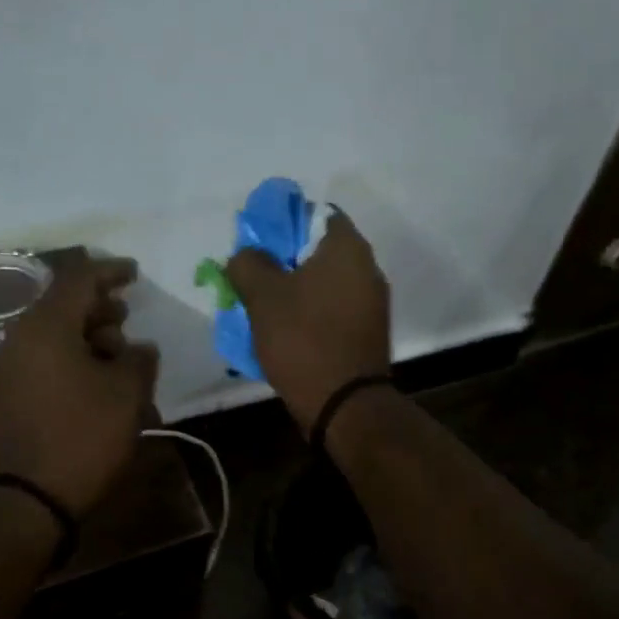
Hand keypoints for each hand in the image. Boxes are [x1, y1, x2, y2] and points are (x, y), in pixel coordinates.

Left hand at [0, 257, 158, 515]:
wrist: (26, 498)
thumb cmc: (82, 437)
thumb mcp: (127, 395)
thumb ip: (139, 359)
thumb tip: (138, 348)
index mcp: (47, 326)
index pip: (80, 279)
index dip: (111, 271)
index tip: (134, 273)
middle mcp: (20, 337)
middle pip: (62, 305)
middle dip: (99, 309)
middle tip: (127, 320)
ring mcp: (9, 367)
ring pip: (53, 335)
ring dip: (87, 338)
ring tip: (118, 358)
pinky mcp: (7, 394)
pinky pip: (43, 360)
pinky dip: (71, 359)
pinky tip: (95, 383)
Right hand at [227, 209, 390, 435]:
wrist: (344, 404)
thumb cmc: (303, 340)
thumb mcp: (262, 297)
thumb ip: (248, 263)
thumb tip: (246, 255)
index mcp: (347, 248)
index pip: (314, 214)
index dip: (282, 224)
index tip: (257, 246)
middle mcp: (368, 268)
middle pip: (318, 251)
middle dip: (284, 262)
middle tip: (254, 280)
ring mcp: (372, 303)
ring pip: (325, 284)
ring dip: (295, 291)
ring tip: (264, 310)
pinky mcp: (368, 332)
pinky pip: (333, 311)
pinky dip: (311, 314)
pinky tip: (287, 332)